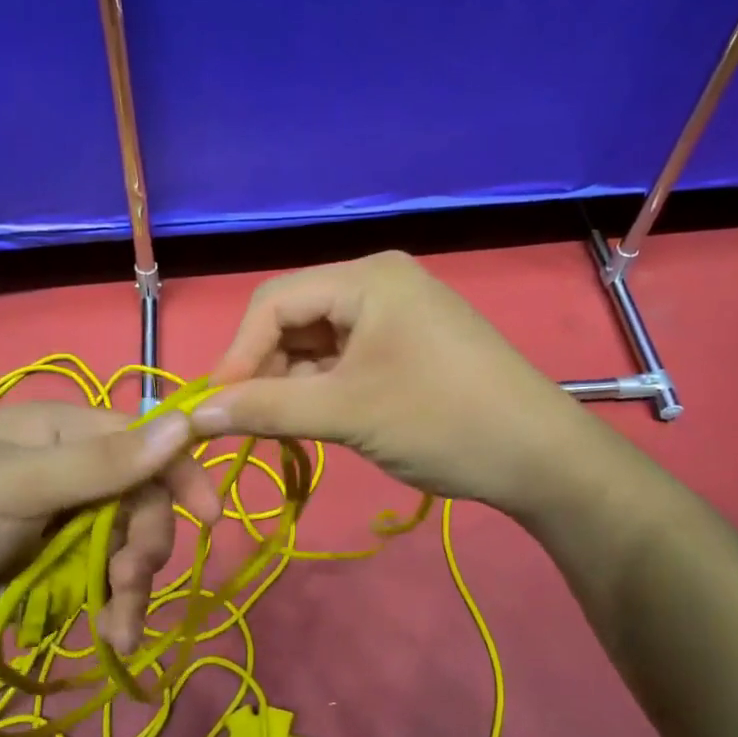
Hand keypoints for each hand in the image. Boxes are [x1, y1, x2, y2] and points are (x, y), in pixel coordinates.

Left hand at [0, 402, 220, 654]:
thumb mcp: (21, 487)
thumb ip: (104, 462)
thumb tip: (186, 424)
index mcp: (59, 429)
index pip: (141, 440)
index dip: (179, 474)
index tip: (211, 517)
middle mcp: (64, 465)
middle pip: (137, 498)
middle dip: (143, 544)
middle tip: (130, 584)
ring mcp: (55, 515)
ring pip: (121, 543)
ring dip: (128, 586)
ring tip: (118, 630)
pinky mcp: (45, 560)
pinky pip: (96, 575)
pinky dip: (106, 604)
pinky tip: (107, 634)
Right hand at [190, 251, 602, 516]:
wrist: (541, 458)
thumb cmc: (443, 422)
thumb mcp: (347, 414)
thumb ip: (266, 409)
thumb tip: (196, 415)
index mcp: (367, 278)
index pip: (275, 301)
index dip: (238, 353)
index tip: (216, 408)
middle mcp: (379, 283)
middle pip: (295, 317)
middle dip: (264, 369)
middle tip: (245, 423)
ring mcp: (396, 314)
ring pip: (317, 342)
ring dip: (290, 383)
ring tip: (276, 428)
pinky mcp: (407, 345)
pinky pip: (345, 358)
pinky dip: (321, 388)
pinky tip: (311, 419)